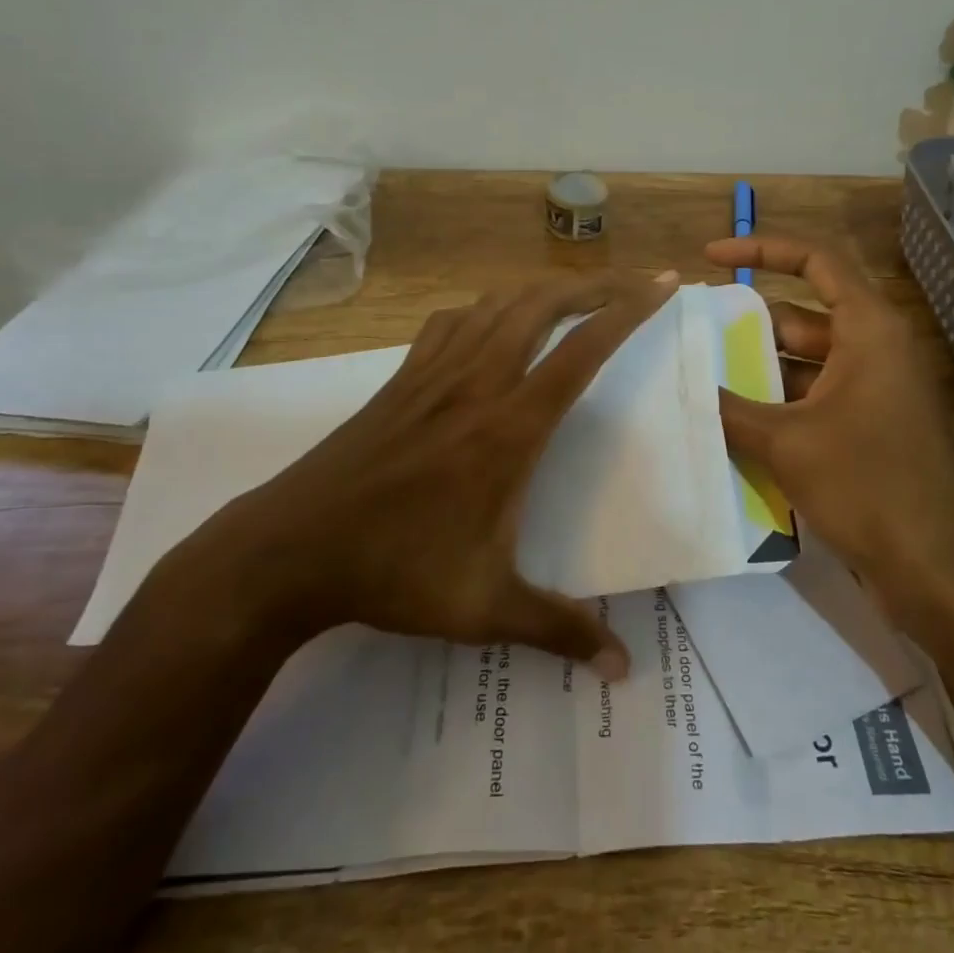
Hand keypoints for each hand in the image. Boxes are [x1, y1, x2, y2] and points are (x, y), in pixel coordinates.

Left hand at [185, 271, 680, 678]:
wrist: (290, 550)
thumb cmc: (396, 573)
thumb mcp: (485, 609)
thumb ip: (560, 631)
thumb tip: (623, 670)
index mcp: (509, 428)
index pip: (582, 351)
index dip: (629, 311)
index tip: (663, 284)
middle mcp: (477, 383)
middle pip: (542, 306)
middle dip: (595, 285)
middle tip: (632, 282)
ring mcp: (434, 374)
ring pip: (497, 304)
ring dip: (543, 290)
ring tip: (575, 294)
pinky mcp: (401, 380)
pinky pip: (451, 322)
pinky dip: (484, 309)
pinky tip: (491, 324)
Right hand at [706, 236, 953, 646]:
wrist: (935, 569)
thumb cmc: (865, 486)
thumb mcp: (786, 442)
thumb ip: (731, 408)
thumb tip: (684, 386)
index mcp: (868, 329)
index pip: (815, 261)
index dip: (760, 250)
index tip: (710, 258)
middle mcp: (875, 348)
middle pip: (803, 313)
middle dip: (748, 322)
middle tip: (692, 332)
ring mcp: (875, 388)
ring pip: (805, 360)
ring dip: (759, 368)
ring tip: (701, 375)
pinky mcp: (870, 425)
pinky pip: (815, 396)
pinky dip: (777, 402)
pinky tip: (733, 420)